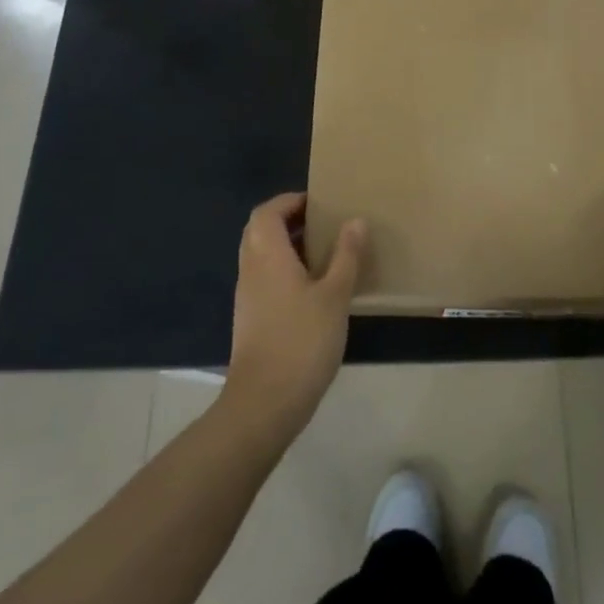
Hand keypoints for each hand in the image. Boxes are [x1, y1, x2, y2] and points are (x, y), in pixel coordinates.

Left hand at [222, 192, 365, 445]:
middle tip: (324, 224)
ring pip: (262, 255)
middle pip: (261, 230)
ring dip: (288, 246)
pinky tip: (314, 288)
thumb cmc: (302, 341)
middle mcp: (251, 268)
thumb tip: (355, 220)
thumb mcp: (335, 295)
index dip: (291, 201)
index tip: (320, 203)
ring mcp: (248, 295)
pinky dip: (285, 270)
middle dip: (289, 220)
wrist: (264, 403)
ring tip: (325, 253)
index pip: (268, 211)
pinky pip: (265, 277)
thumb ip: (346, 255)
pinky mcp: (251, 318)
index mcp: (267, 254)